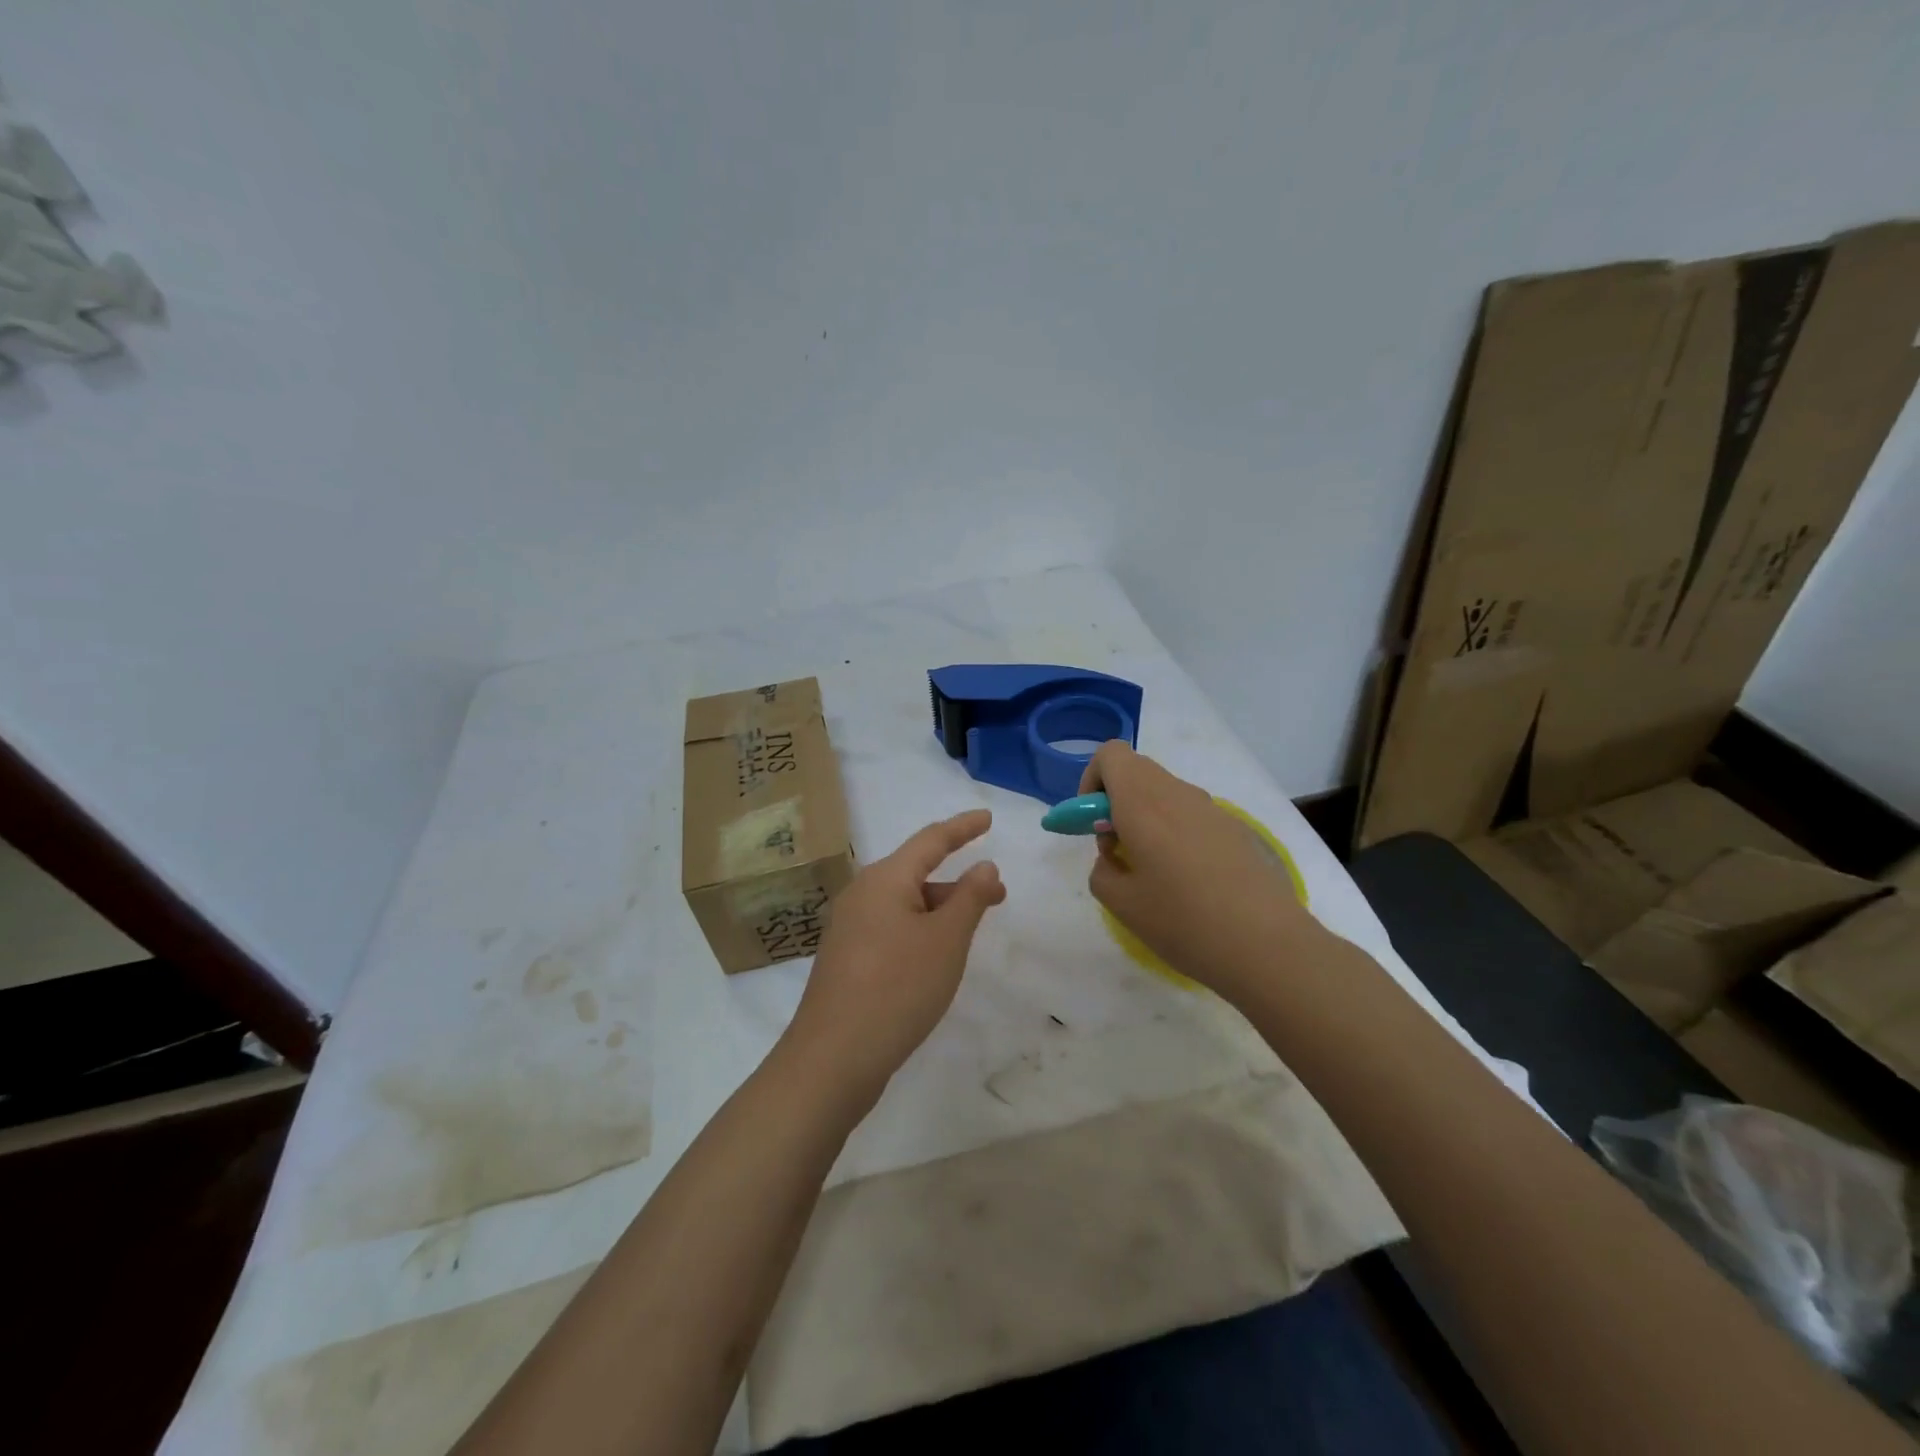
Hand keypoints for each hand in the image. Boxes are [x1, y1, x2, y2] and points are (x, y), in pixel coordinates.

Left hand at [783, 810, 1005, 1104]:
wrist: (833, 1058)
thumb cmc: (897, 988)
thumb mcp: (946, 940)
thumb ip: (970, 898)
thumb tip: (985, 866)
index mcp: (884, 879)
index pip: (931, 840)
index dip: (962, 828)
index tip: (987, 818)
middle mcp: (862, 894)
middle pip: (916, 872)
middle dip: (957, 880)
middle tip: (996, 894)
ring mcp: (850, 928)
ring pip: (904, 903)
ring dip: (940, 908)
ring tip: (970, 929)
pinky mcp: (847, 958)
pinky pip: (892, 928)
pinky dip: (920, 929)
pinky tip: (934, 955)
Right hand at [1080, 742, 1313, 1000]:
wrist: (1267, 946)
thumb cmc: (1183, 921)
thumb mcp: (1120, 903)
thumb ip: (1102, 869)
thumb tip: (1115, 855)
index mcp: (1142, 802)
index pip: (1110, 754)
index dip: (1092, 781)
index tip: (1092, 823)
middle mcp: (1177, 793)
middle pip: (1137, 771)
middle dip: (1115, 800)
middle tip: (1116, 847)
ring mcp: (1211, 809)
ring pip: (1165, 792)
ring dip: (1146, 816)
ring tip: (1153, 871)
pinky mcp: (1236, 829)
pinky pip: (1191, 814)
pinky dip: (1175, 831)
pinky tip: (1189, 881)